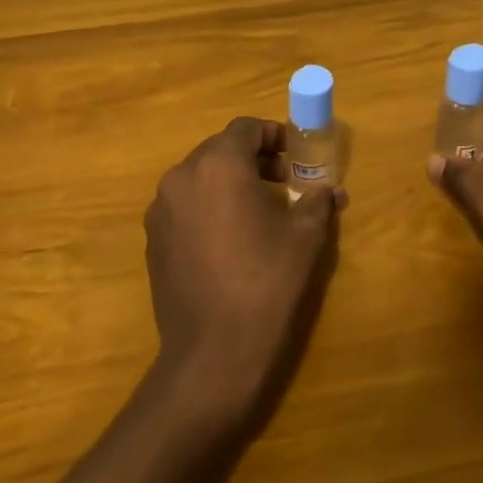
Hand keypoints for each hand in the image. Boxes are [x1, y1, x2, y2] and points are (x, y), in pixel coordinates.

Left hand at [144, 117, 344, 440]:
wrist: (213, 354)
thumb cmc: (266, 284)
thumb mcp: (305, 238)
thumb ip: (317, 202)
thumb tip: (330, 190)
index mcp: (218, 165)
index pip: (245, 128)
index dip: (274, 135)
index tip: (296, 155)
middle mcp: (181, 177)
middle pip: (220, 150)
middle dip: (253, 159)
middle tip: (284, 183)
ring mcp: (161, 210)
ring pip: (200, 178)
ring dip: (230, 183)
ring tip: (259, 212)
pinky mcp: (153, 240)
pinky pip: (184, 206)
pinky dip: (208, 207)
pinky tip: (230, 240)